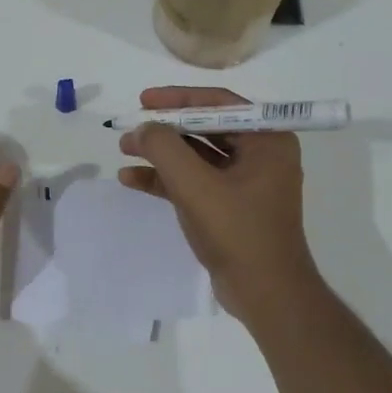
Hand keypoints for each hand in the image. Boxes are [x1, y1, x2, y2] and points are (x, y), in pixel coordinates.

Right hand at [117, 86, 319, 320]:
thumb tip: (142, 128)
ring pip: (197, 157)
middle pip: (205, 128)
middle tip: (130, 128)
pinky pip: (195, 183)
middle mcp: (261, 155)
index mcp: (267, 140)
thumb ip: (165, 149)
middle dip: (165, 129)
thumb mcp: (196, 186)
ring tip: (123, 151)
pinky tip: (132, 180)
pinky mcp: (230, 207)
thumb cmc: (238, 232)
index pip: (219, 104)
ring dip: (161, 154)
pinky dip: (166, 180)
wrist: (265, 293)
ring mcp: (245, 183)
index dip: (178, 99)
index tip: (143, 100)